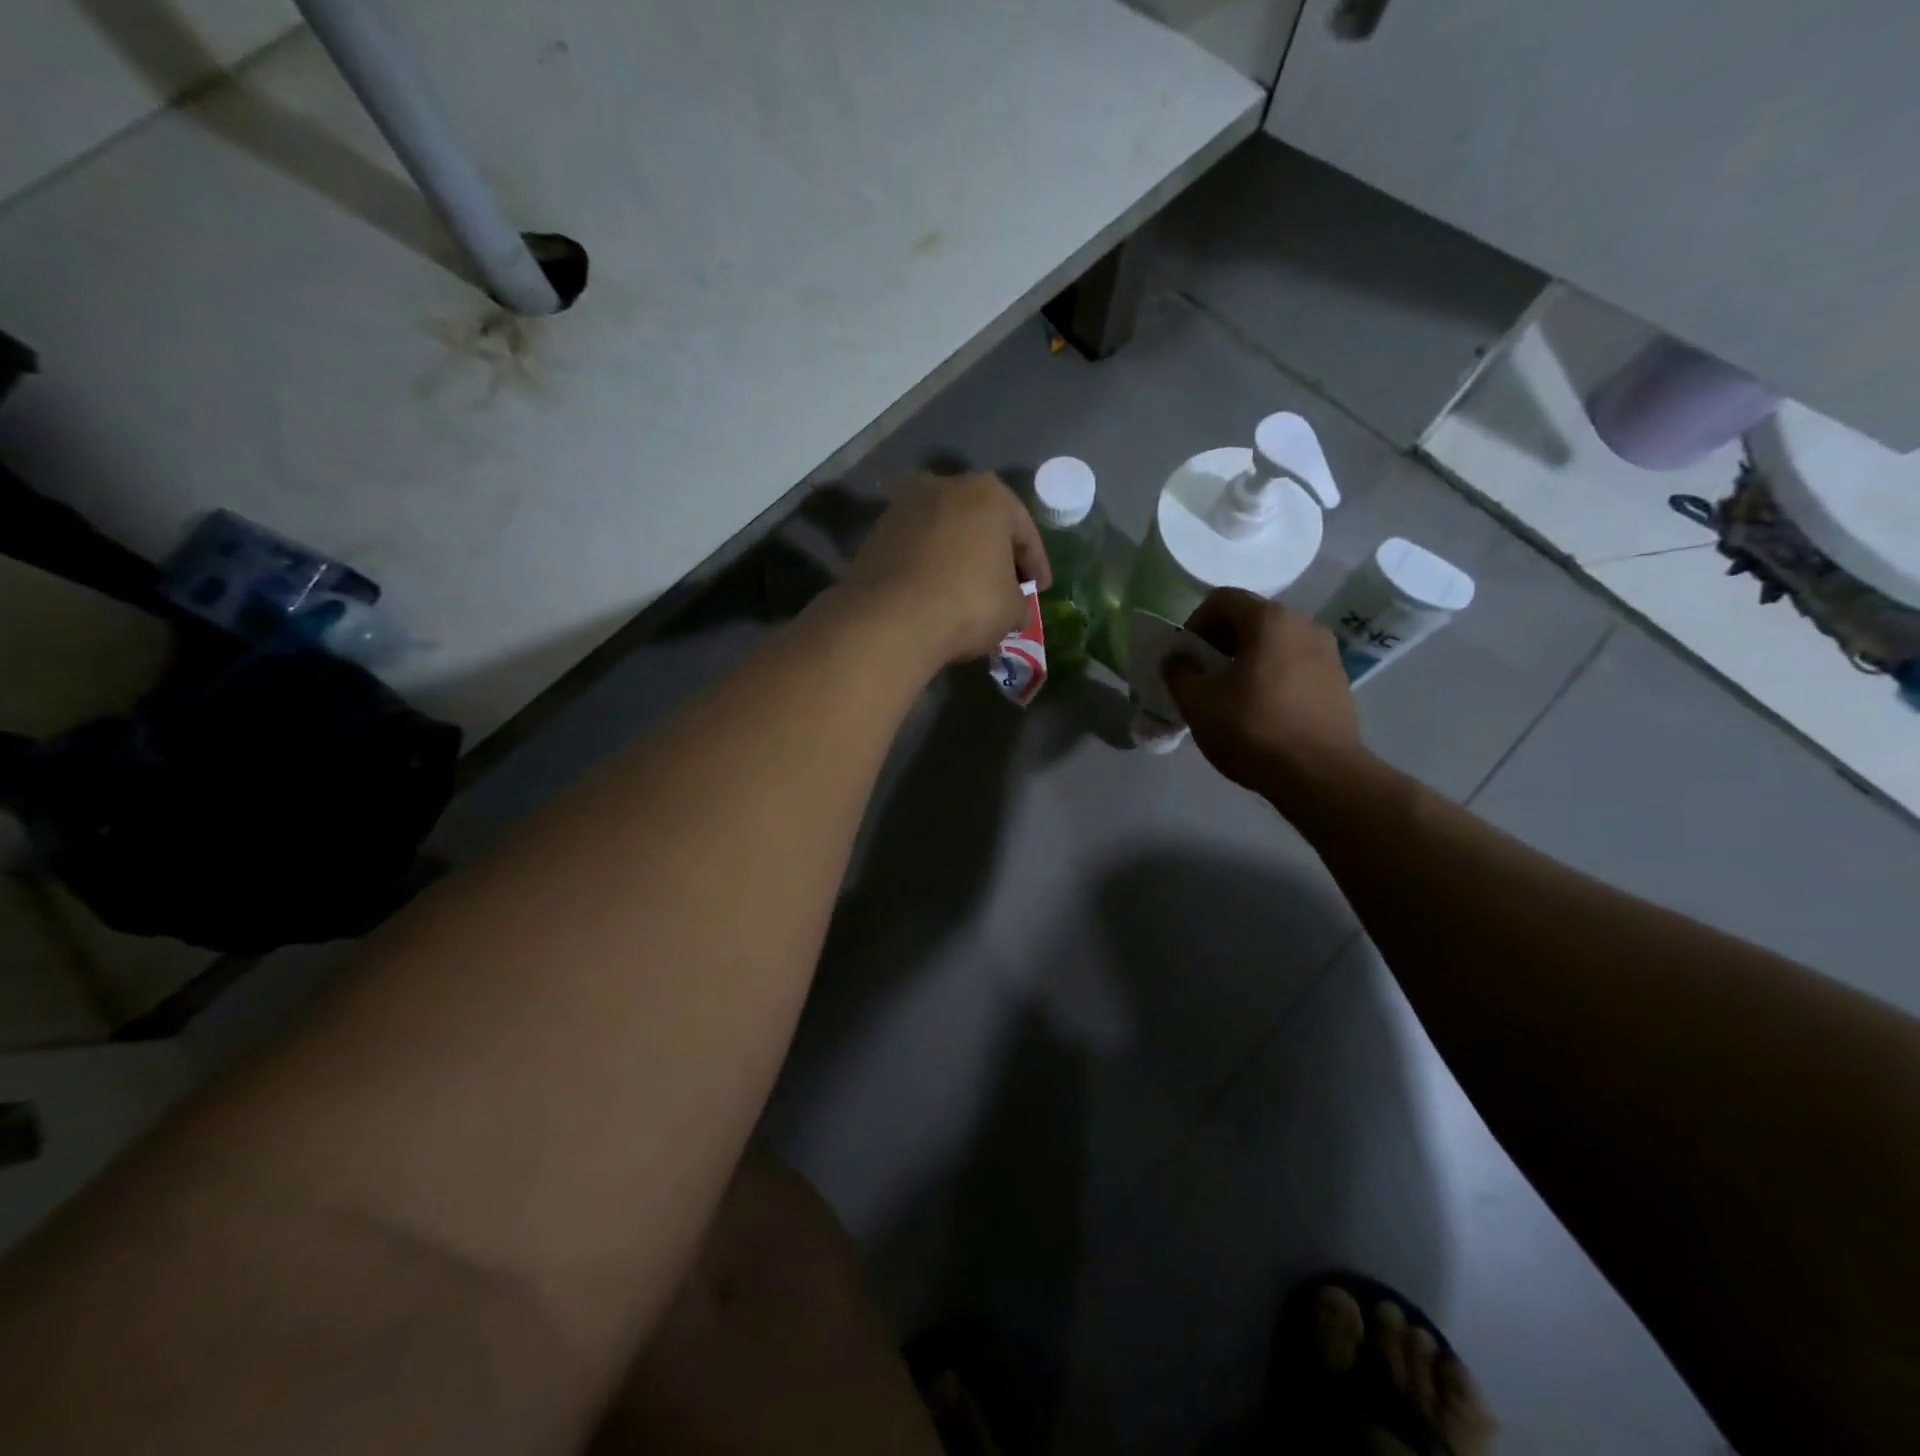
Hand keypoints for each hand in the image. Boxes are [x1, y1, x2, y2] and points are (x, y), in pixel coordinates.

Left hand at [841, 472, 1050, 665]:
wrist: (891, 619)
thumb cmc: (968, 603)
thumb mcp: (1011, 610)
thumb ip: (1019, 603)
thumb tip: (1014, 610)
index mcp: (989, 494)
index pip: (1024, 532)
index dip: (1036, 565)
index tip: (1040, 590)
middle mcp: (944, 487)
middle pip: (981, 524)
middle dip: (995, 554)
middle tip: (1005, 587)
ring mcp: (904, 508)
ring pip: (945, 534)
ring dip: (958, 558)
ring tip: (967, 592)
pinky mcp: (876, 535)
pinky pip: (915, 551)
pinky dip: (928, 568)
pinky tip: (934, 595)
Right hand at [1164, 589, 1368, 805]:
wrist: (1319, 775)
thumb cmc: (1252, 729)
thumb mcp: (1197, 702)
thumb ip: (1179, 672)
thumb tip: (1178, 659)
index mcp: (1269, 620)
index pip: (1222, 600)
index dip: (1194, 623)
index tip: (1186, 658)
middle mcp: (1304, 625)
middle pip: (1250, 620)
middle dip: (1220, 643)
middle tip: (1203, 677)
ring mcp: (1328, 653)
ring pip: (1274, 644)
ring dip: (1246, 661)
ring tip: (1230, 697)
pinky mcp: (1338, 682)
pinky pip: (1294, 666)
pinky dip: (1271, 677)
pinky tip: (1261, 712)